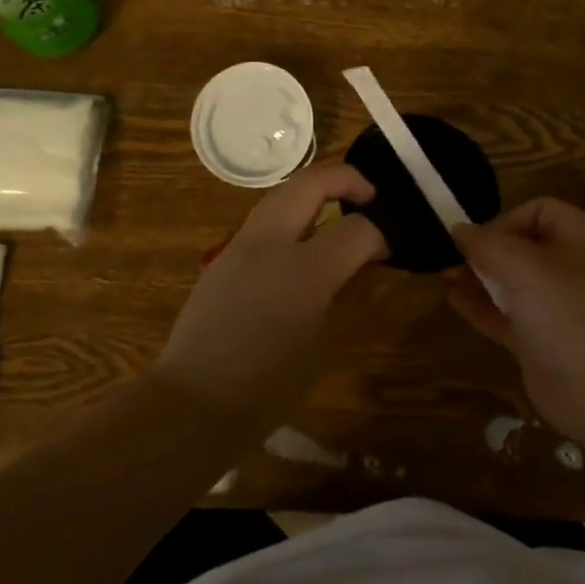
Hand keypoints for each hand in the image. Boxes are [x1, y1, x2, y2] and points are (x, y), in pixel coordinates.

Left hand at [154, 163, 386, 425]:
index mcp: (304, 271)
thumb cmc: (267, 388)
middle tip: (370, 197)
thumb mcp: (322, 343)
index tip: (391, 246)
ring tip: (339, 212)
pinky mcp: (223, 256)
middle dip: (347, 179)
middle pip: (312, 182)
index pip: (356, 228)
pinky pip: (265, 218)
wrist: (193, 403)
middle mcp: (270, 243)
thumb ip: (346, 293)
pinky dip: (292, 214)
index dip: (381, 233)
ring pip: (283, 193)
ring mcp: (241, 244)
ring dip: (315, 192)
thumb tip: (364, 262)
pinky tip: (303, 241)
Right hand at [446, 197, 584, 444]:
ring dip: (480, 276)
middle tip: (452, 257)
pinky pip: (510, 316)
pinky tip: (453, 300)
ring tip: (445, 275)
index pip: (540, 211)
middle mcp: (576, 269)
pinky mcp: (546, 343)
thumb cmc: (571, 314)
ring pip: (515, 283)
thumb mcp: (525, 268)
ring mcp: (561, 309)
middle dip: (487, 248)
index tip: (476, 239)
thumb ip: (487, 244)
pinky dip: (483, 307)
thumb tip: (458, 228)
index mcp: (584, 239)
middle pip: (525, 246)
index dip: (505, 219)